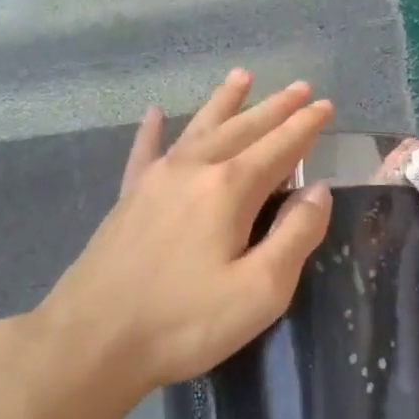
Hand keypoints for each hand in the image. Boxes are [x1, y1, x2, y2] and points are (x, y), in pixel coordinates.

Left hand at [39, 70, 334, 395]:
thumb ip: (296, 235)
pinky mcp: (127, 199)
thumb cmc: (185, 321)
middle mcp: (193, 170)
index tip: (326, 105)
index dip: (306, 126)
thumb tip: (318, 191)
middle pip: (242, 128)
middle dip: (274, 107)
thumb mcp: (261, 290)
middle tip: (299, 85)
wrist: (92, 341)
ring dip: (224, 103)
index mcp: (229, 189)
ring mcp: (154, 181)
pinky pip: (144, 152)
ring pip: (198, 129)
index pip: (279, 147)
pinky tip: (154, 113)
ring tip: (241, 77)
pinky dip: (153, 130)